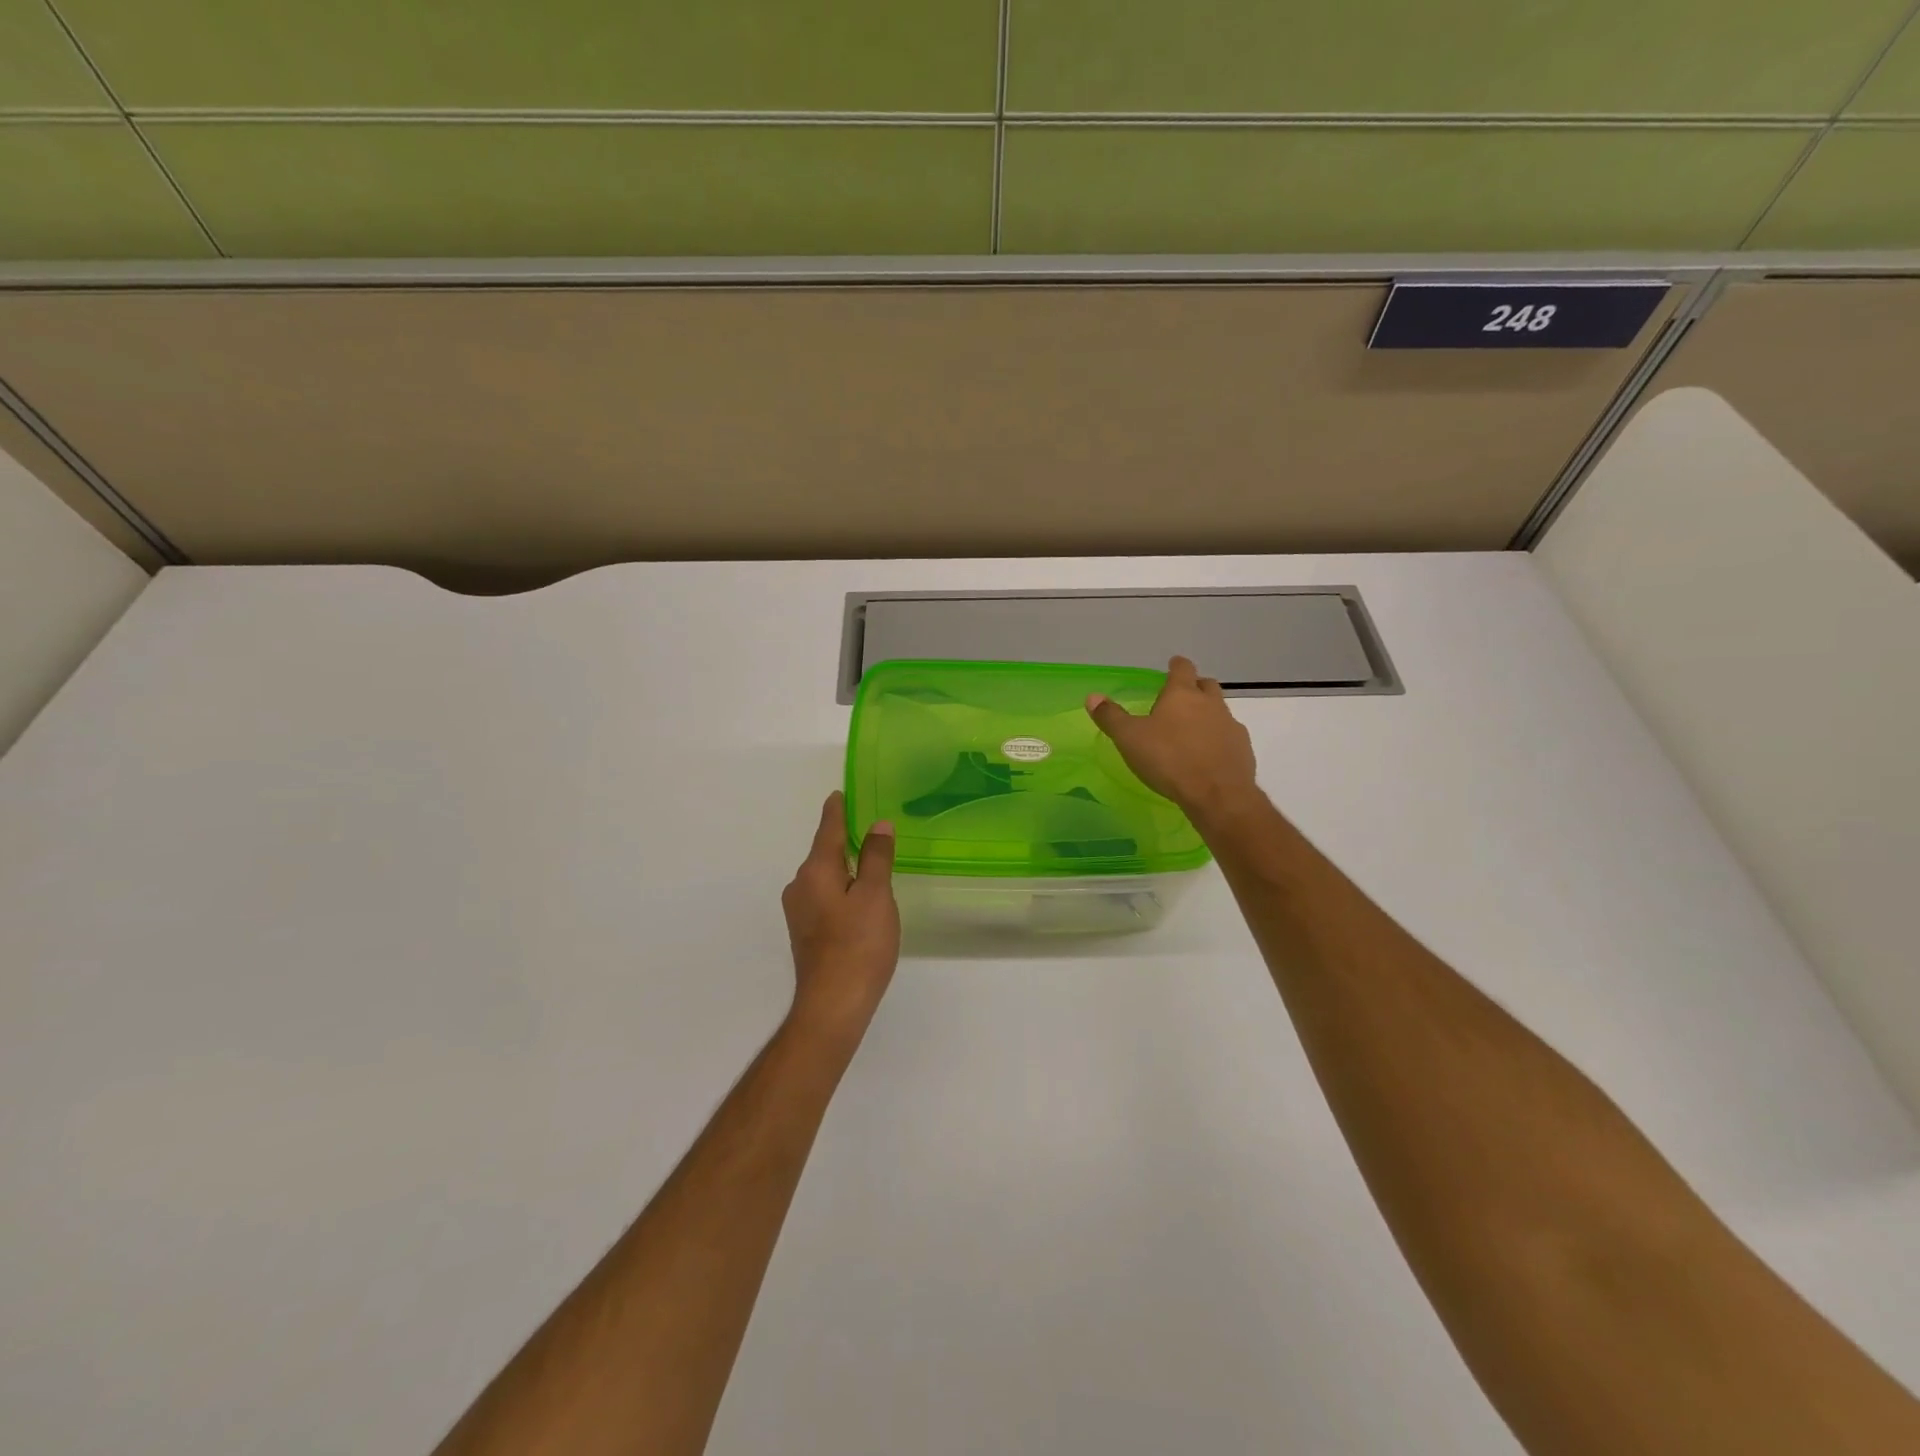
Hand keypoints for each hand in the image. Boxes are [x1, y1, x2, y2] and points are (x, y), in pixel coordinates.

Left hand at [781, 792, 898, 1041]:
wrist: (833, 1005)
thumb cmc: (858, 945)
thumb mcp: (875, 895)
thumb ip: (877, 857)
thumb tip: (878, 825)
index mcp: (815, 870)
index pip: (828, 829)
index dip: (837, 809)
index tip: (841, 792)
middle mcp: (800, 885)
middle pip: (825, 852)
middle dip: (845, 838)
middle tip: (871, 826)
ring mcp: (799, 910)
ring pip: (825, 876)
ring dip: (845, 866)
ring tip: (872, 861)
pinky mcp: (806, 931)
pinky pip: (825, 895)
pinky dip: (842, 887)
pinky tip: (860, 899)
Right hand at [1087, 656, 1259, 825]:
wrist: (1217, 794)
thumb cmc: (1169, 759)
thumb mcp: (1130, 738)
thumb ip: (1111, 717)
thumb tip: (1092, 697)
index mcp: (1182, 695)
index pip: (1182, 668)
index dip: (1176, 665)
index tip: (1173, 665)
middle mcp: (1210, 703)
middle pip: (1206, 685)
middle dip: (1195, 687)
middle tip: (1181, 698)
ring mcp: (1230, 726)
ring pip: (1220, 710)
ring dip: (1208, 714)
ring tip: (1192, 731)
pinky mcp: (1243, 749)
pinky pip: (1229, 736)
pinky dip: (1218, 739)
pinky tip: (1208, 755)